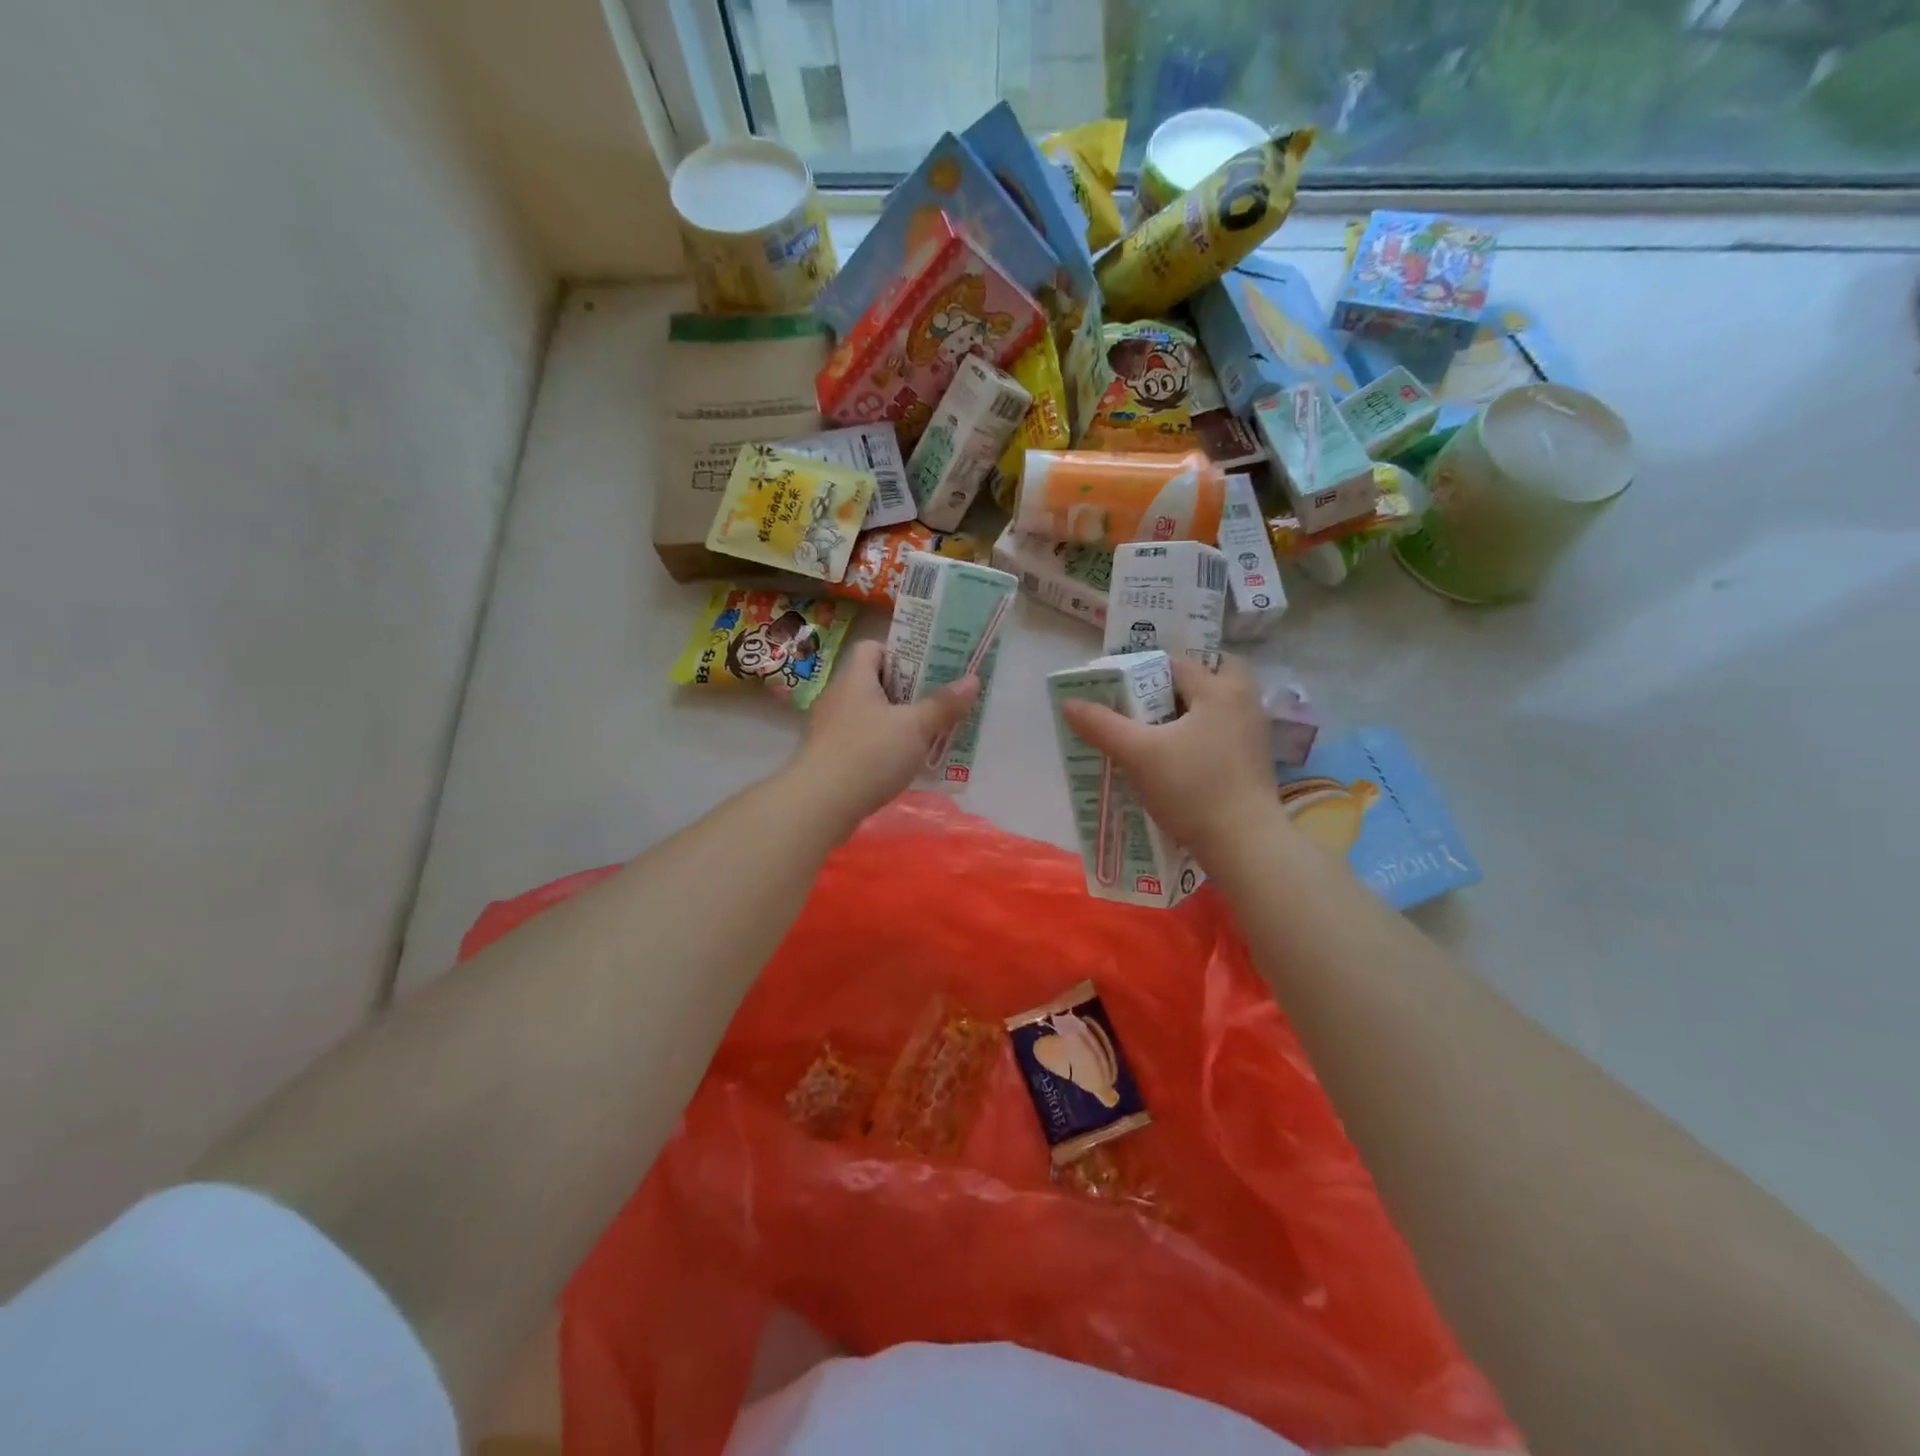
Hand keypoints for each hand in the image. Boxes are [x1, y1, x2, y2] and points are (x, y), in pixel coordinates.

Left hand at [788, 640, 979, 828]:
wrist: (820, 805)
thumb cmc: (869, 754)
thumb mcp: (915, 727)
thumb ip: (944, 704)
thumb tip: (973, 679)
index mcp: (855, 678)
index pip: (872, 647)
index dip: (900, 653)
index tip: (927, 669)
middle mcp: (839, 697)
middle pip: (876, 682)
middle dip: (909, 691)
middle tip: (940, 701)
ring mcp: (831, 729)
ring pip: (871, 715)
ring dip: (899, 722)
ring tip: (930, 733)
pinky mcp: (831, 757)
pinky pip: (864, 741)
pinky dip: (884, 747)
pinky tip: (906, 763)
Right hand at [1059, 654, 1279, 864]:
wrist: (1244, 845)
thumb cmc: (1192, 789)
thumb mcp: (1137, 754)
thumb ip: (1101, 725)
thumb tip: (1069, 702)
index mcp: (1220, 689)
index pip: (1176, 664)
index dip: (1143, 673)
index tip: (1117, 692)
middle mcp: (1245, 702)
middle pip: (1210, 676)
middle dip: (1178, 686)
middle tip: (1146, 704)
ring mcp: (1254, 733)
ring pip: (1217, 706)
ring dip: (1189, 712)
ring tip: (1154, 731)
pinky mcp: (1255, 762)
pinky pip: (1223, 732)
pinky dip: (1200, 735)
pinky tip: (1176, 758)